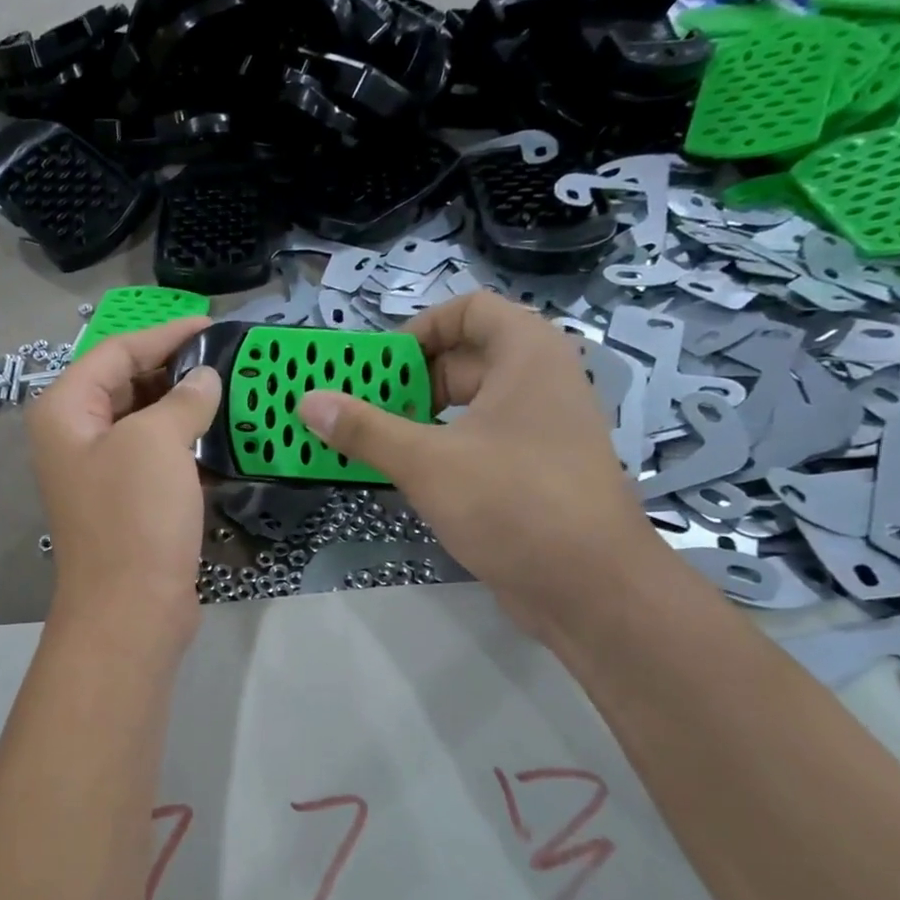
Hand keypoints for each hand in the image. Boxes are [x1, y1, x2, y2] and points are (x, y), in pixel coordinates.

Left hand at [28, 317, 221, 646]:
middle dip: (177, 369)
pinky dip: (186, 444)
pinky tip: (223, 438)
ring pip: (145, 422)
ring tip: (234, 392)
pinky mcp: (127, 502)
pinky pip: (156, 457)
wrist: (131, 611)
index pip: (116, 351)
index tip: (214, 325)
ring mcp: (100, 472)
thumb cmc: (134, 516)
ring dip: (186, 407)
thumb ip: (183, 398)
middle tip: (229, 359)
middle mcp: (75, 436)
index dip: (165, 334)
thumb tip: (205, 377)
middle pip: (128, 383)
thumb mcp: (157, 442)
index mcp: (66, 410)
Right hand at [298, 291, 657, 637]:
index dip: (420, 329)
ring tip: (372, 443)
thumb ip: (364, 430)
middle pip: (464, 358)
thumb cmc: (514, 504)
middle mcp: (540, 382)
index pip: (470, 309)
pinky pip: (479, 442)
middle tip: (361, 410)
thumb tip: (307, 402)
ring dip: (419, 418)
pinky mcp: (534, 472)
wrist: (592, 589)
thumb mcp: (427, 462)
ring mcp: (540, 430)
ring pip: (469, 405)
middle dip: (409, 381)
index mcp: (527, 356)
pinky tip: (407, 477)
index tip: (380, 368)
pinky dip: (441, 449)